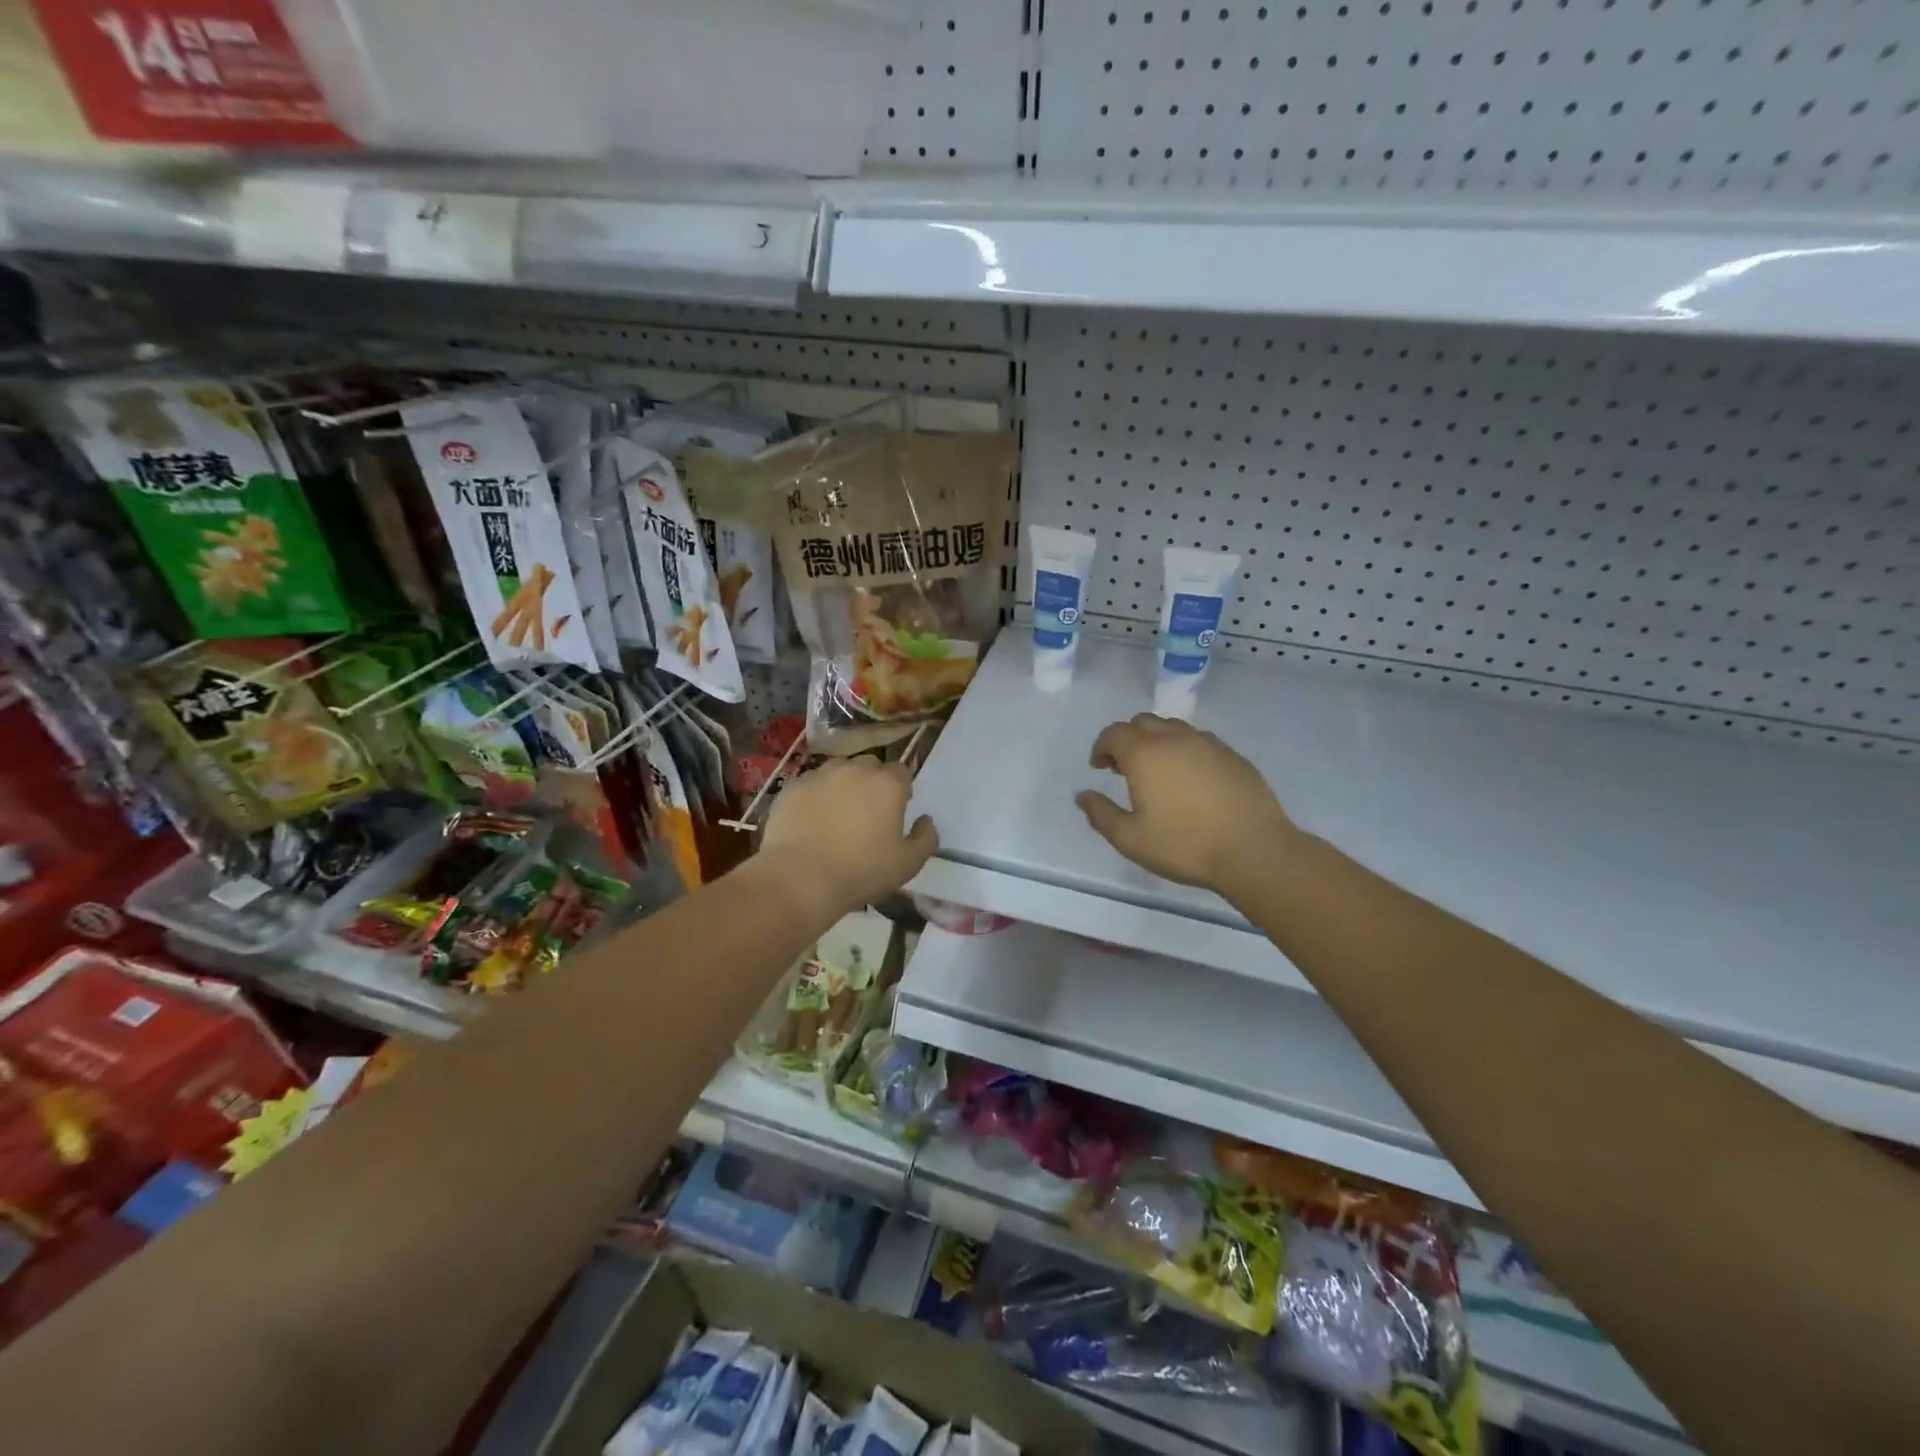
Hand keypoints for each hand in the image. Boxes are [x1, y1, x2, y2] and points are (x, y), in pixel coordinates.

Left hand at [762, 757, 937, 915]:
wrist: (800, 878)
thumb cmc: (861, 871)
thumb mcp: (908, 864)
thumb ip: (925, 838)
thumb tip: (925, 820)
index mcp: (887, 784)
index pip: (902, 771)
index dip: (901, 789)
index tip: (895, 811)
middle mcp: (855, 769)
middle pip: (870, 766)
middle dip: (872, 782)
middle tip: (867, 811)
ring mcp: (820, 775)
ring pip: (838, 770)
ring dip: (843, 784)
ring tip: (837, 813)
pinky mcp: (792, 786)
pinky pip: (810, 784)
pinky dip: (815, 795)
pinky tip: (811, 820)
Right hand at [1076, 714, 1299, 895]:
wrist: (1253, 849)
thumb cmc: (1184, 845)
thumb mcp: (1130, 839)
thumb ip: (1101, 814)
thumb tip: (1083, 796)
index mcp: (1145, 754)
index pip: (1114, 733)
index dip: (1102, 747)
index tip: (1099, 768)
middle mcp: (1175, 739)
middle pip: (1143, 722)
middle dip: (1128, 740)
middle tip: (1124, 769)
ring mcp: (1208, 744)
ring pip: (1174, 728)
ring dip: (1157, 741)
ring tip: (1158, 773)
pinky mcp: (1233, 756)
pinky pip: (1200, 742)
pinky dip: (1185, 751)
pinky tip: (1190, 780)